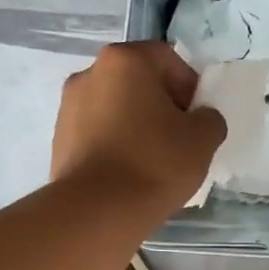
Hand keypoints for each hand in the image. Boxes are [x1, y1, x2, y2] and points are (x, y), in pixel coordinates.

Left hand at [52, 42, 226, 213]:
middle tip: (180, 138)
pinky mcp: (59, 139)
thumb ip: (209, 118)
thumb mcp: (203, 138)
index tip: (197, 119)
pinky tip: (130, 172)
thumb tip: (199, 119)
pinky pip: (98, 132)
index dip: (190, 86)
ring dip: (137, 124)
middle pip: (138, 81)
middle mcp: (90, 73)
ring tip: (154, 160)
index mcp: (124, 60)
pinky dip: (116, 143)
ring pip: (116, 107)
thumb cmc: (155, 162)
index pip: (167, 59)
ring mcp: (68, 106)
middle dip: (162, 105)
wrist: (97, 211)